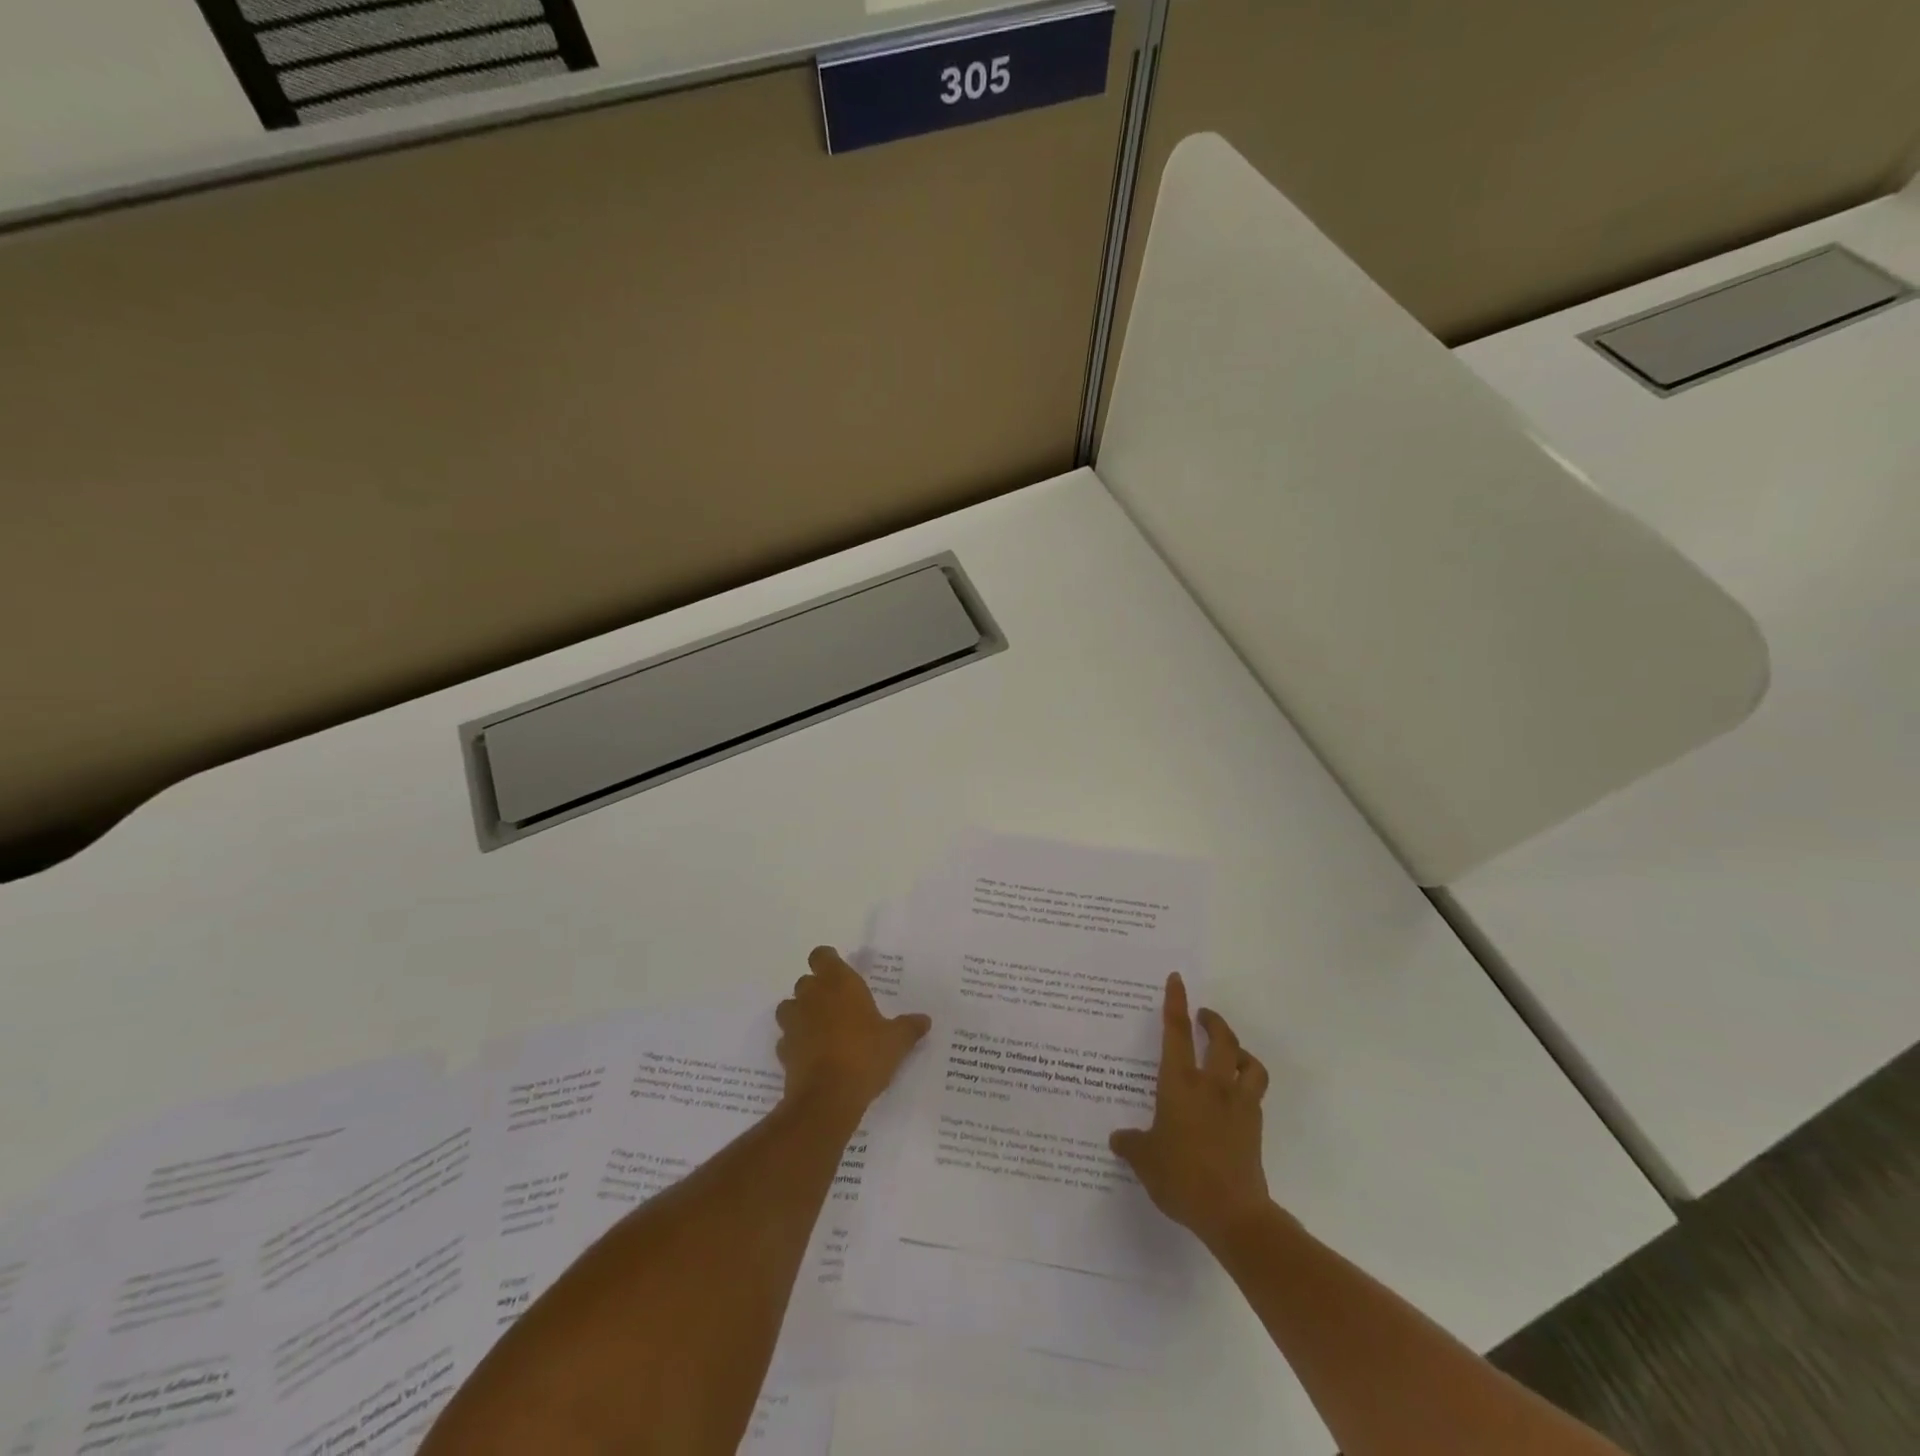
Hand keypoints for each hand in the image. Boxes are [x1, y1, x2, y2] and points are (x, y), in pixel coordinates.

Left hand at [776, 947, 931, 1112]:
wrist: (827, 1098)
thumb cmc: (865, 1056)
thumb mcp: (896, 1042)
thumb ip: (909, 1027)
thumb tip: (924, 1020)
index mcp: (838, 983)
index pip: (822, 956)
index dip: (828, 961)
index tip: (840, 972)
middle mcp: (811, 996)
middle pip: (806, 981)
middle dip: (818, 990)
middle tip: (839, 1005)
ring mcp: (793, 1023)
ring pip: (790, 1007)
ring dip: (801, 1013)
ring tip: (822, 1028)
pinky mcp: (783, 1051)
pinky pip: (787, 1039)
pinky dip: (797, 1043)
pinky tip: (813, 1055)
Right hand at [1109, 972, 1271, 1248]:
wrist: (1233, 1213)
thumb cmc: (1181, 1178)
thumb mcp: (1145, 1160)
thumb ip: (1131, 1144)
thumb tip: (1118, 1138)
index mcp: (1180, 1084)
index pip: (1176, 1032)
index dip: (1176, 1003)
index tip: (1177, 980)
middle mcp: (1211, 1085)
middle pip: (1221, 1039)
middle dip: (1213, 1021)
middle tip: (1203, 1016)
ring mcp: (1238, 1104)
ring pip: (1248, 1061)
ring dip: (1239, 1050)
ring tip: (1229, 1052)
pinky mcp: (1254, 1125)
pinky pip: (1255, 1091)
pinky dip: (1247, 1082)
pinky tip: (1236, 1095)